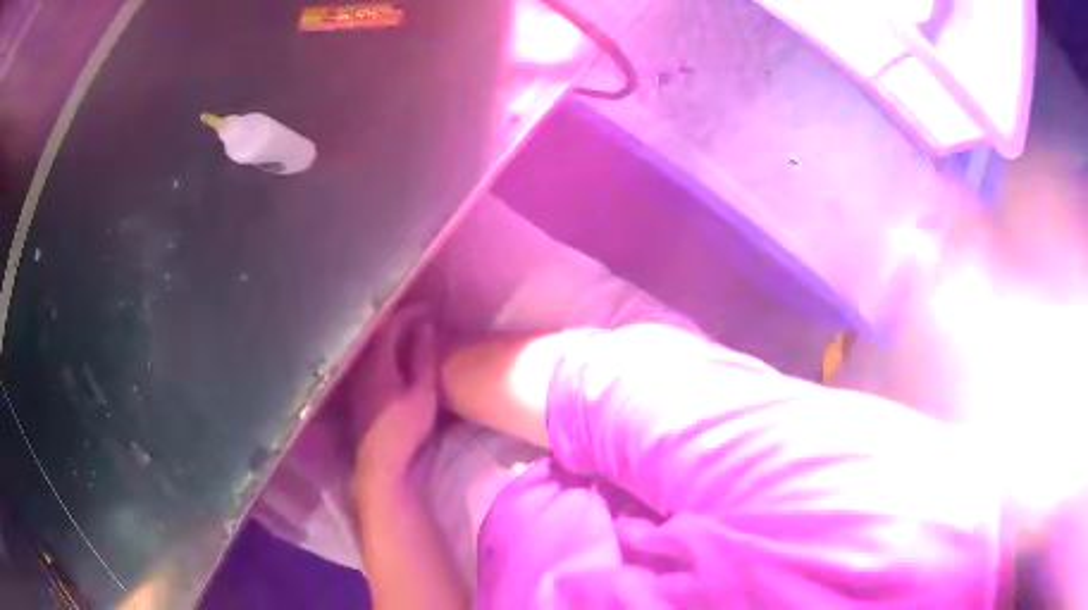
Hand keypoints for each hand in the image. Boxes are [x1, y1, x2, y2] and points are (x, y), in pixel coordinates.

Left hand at [352, 308, 438, 479]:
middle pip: (378, 334)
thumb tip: (425, 328)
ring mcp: (356, 380)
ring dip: (392, 339)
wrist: (379, 460)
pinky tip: (397, 360)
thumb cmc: (404, 427)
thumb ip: (423, 358)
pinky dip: (385, 353)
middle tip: (422, 319)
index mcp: (378, 362)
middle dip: (400, 322)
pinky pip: (370, 361)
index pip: (391, 326)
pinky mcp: (356, 393)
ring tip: (412, 336)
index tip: (429, 310)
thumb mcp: (422, 393)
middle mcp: (361, 366)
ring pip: (373, 348)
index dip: (410, 314)